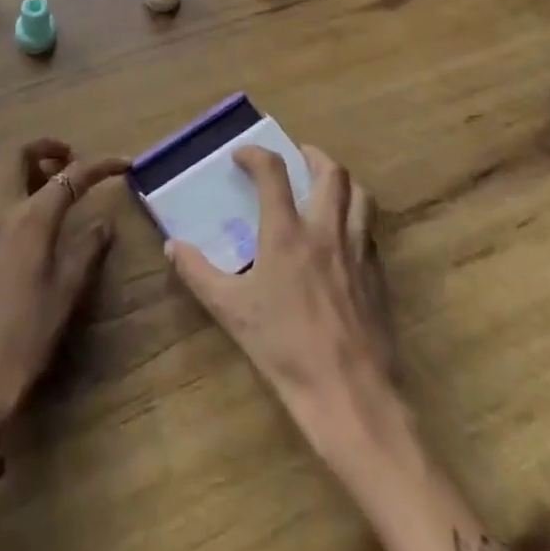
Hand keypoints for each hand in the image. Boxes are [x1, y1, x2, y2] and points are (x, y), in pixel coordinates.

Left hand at [0, 140, 127, 440]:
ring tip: (32, 185)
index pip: (70, 177)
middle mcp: (0, 211)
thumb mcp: (68, 293)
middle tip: (66, 162)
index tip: (123, 163)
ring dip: (11, 169)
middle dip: (45, 148)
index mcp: (32, 220)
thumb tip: (104, 220)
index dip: (100, 165)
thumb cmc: (29, 336)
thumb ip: (88, 248)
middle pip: (16, 155)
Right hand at [167, 145, 394, 442]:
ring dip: (341, 182)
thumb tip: (172, 246)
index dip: (256, 154)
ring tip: (325, 186)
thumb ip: (198, 273)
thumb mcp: (231, 311)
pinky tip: (343, 237)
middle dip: (313, 155)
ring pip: (360, 196)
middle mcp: (326, 231)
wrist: (350, 396)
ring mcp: (357, 252)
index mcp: (287, 233)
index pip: (272, 172)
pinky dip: (356, 218)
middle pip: (331, 173)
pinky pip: (370, 231)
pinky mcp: (377, 276)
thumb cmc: (285, 349)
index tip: (242, 155)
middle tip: (297, 156)